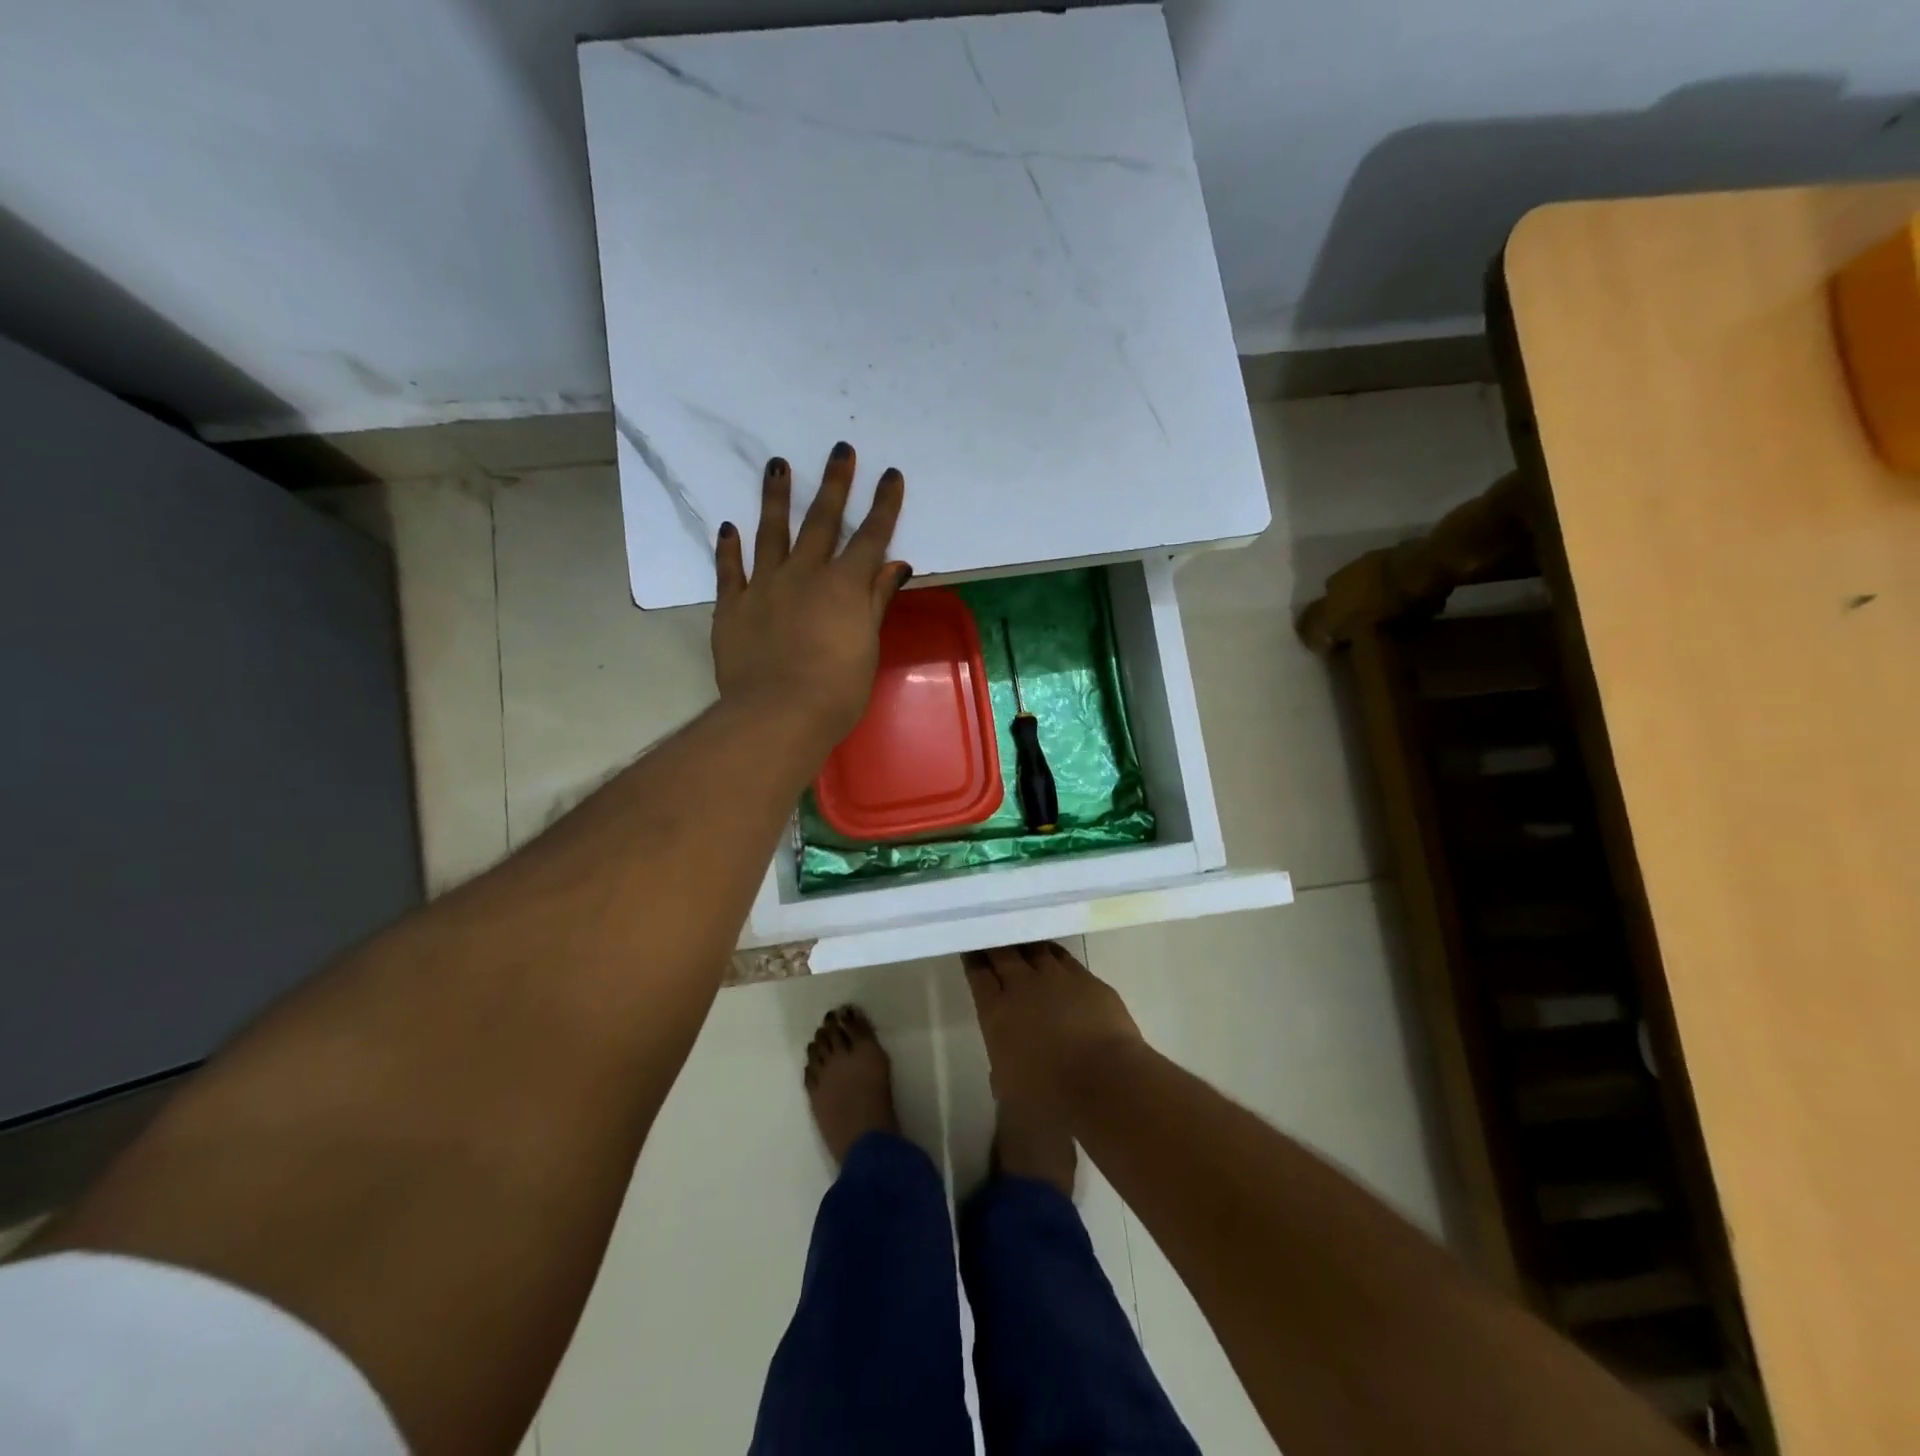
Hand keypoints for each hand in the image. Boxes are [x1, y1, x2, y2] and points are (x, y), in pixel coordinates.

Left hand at [712, 442, 910, 752]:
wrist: (778, 714)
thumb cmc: (837, 689)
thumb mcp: (867, 646)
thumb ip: (876, 601)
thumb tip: (895, 565)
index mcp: (845, 586)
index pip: (870, 537)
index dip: (883, 505)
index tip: (890, 474)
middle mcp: (805, 574)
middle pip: (822, 521)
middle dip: (835, 484)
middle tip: (839, 450)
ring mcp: (765, 586)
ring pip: (772, 532)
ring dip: (776, 498)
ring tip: (777, 465)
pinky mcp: (734, 606)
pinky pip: (730, 570)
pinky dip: (730, 548)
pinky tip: (729, 528)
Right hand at [964, 942, 1144, 1113]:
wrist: (1105, 1081)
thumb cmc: (1051, 1097)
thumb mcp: (1010, 1090)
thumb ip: (1002, 1065)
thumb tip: (1005, 1061)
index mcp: (997, 1013)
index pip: (978, 975)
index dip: (972, 959)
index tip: (970, 947)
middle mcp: (1023, 987)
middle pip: (1003, 953)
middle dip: (995, 943)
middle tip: (992, 933)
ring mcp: (1057, 978)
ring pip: (1035, 948)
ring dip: (1025, 944)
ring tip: (1022, 940)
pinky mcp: (1087, 979)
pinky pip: (1064, 957)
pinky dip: (1054, 954)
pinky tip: (1053, 955)